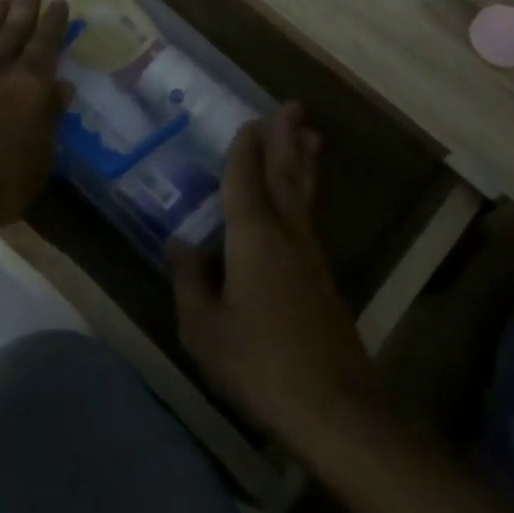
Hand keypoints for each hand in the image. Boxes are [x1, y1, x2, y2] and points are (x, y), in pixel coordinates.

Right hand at [170, 102, 385, 454]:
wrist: (334, 407)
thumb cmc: (258, 363)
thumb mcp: (204, 328)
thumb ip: (190, 281)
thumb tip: (178, 244)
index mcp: (253, 238)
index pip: (245, 180)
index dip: (245, 149)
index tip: (248, 120)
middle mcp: (286, 235)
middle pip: (286, 175)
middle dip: (286, 138)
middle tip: (293, 105)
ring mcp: (311, 256)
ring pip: (305, 195)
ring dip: (303, 161)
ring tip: (311, 135)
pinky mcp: (324, 279)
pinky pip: (310, 219)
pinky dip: (306, 194)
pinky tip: (302, 202)